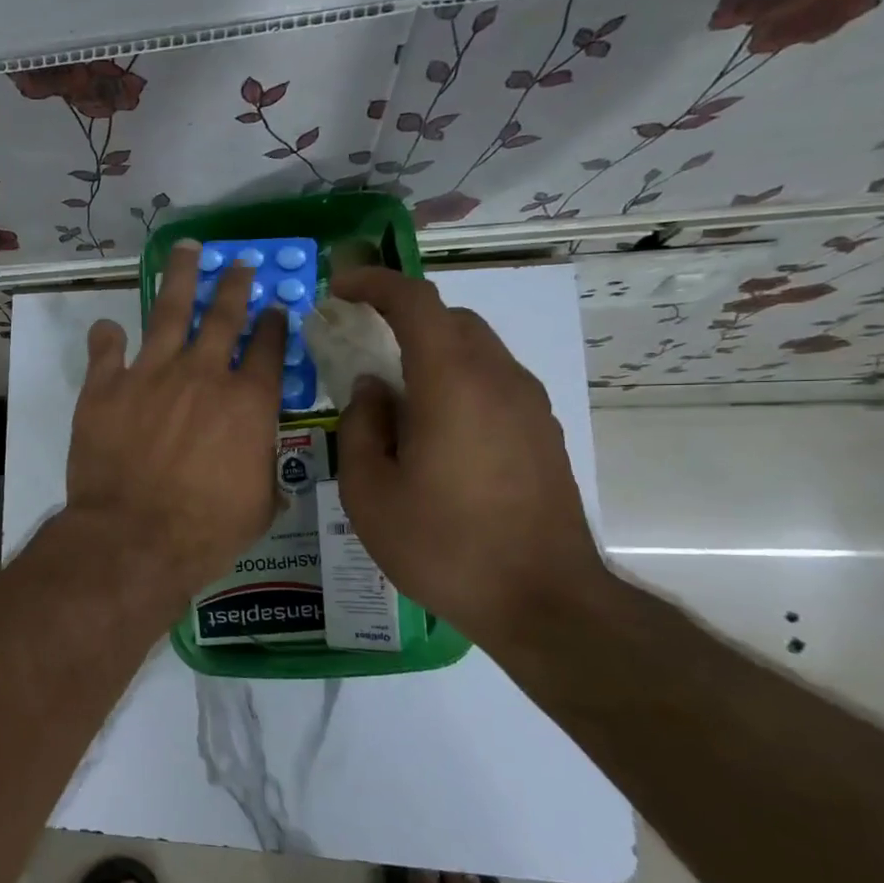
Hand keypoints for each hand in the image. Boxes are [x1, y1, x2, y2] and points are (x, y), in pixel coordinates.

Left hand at [66, 241, 287, 596]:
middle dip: (235, 284)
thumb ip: (264, 473)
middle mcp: (202, 375)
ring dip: (181, 278)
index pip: (268, 348)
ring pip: (169, 311)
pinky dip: (107, 338)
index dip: (275, 323)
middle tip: (240, 262)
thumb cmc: (206, 531)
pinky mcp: (105, 388)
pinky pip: (106, 350)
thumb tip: (265, 469)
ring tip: (186, 250)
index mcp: (248, 402)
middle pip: (224, 315)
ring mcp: (150, 375)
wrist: (135, 537)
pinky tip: (108, 328)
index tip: (277, 306)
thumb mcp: (259, 506)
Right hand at [329, 267, 608, 649]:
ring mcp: (528, 405)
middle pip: (450, 319)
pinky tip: (432, 426)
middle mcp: (498, 379)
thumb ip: (362, 427)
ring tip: (393, 391)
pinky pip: (492, 380)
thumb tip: (371, 389)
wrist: (542, 599)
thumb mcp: (369, 493)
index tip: (341, 286)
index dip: (375, 283)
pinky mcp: (542, 431)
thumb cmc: (442, 545)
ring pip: (475, 348)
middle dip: (402, 316)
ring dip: (431, 349)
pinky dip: (455, 378)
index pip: (416, 302)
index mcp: (452, 384)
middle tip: (361, 340)